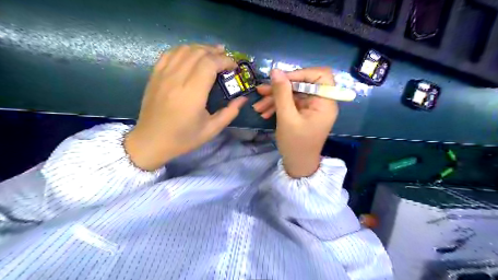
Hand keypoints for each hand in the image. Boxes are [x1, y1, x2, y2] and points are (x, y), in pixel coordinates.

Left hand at [125, 44, 245, 169]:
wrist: (151, 141)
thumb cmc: (183, 138)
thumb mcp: (211, 130)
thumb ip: (229, 113)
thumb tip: (243, 99)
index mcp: (192, 93)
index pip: (209, 64)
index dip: (225, 60)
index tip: (234, 67)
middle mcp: (177, 79)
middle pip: (198, 53)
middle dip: (215, 52)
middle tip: (226, 59)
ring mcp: (163, 75)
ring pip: (184, 49)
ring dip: (201, 48)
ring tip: (212, 54)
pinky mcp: (155, 75)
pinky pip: (170, 53)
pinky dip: (184, 50)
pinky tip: (191, 55)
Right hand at [254, 67, 338, 176]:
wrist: (297, 164)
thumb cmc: (295, 144)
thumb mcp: (286, 118)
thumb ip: (281, 93)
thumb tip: (275, 71)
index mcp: (325, 102)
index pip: (320, 75)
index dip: (300, 73)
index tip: (281, 80)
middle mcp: (321, 102)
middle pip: (302, 84)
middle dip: (280, 88)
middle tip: (261, 91)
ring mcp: (312, 108)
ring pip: (293, 94)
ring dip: (275, 98)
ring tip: (258, 106)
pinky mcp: (304, 113)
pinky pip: (291, 103)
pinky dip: (278, 106)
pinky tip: (264, 112)